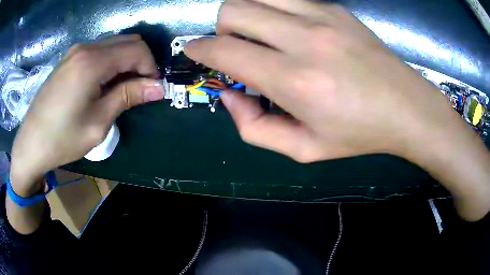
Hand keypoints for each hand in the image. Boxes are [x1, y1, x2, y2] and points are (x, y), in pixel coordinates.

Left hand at [10, 35, 163, 194]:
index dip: (150, 68)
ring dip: (126, 61)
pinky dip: (111, 61)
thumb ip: (128, 97)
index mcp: (93, 62)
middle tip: (139, 89)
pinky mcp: (70, 58)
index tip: (152, 90)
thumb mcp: (98, 122)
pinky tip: (104, 83)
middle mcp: (86, 47)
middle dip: (141, 62)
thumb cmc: (62, 139)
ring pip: (115, 43)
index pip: (137, 50)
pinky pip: (100, 50)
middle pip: (128, 41)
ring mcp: (76, 50)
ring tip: (122, 88)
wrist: (31, 143)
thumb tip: (159, 88)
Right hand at [186, 0, 489, 220]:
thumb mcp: (303, 150)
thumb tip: (230, 95)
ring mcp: (322, 16)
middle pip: (234, 10)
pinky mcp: (335, 8)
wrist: (406, 108)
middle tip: (234, 47)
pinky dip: (272, 8)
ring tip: (259, 35)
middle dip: (221, 28)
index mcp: (295, 80)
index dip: (200, 49)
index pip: (225, 51)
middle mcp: (304, 38)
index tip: (194, 51)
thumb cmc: (359, 134)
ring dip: (245, 13)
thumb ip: (254, 128)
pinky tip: (288, 29)